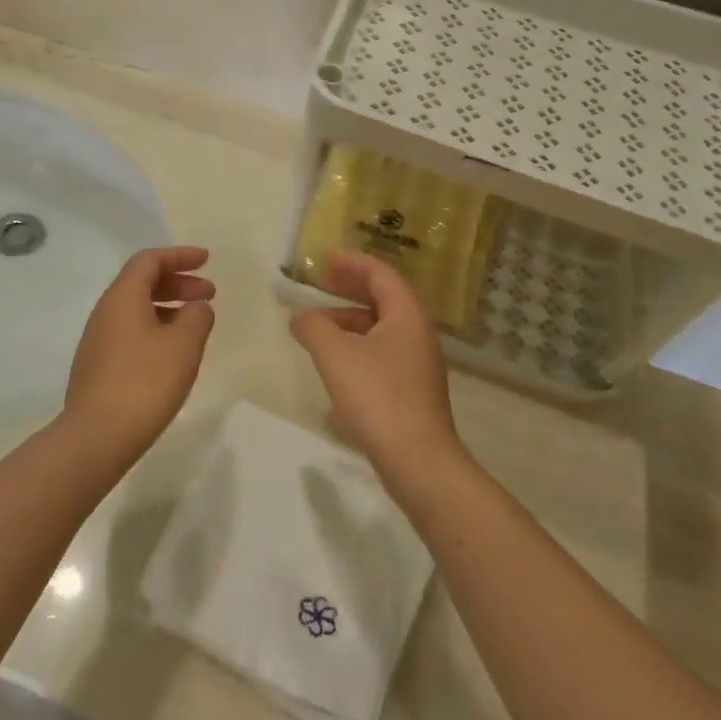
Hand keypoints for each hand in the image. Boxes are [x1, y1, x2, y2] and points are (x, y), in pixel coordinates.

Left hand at [62, 246, 215, 463]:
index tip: (206, 260)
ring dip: (168, 307)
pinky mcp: (98, 365)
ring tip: (196, 324)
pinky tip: (173, 352)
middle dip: (178, 283)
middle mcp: (105, 311)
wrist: (97, 436)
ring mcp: (98, 340)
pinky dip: (156, 328)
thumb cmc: (145, 382)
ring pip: (136, 309)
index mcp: (123, 297)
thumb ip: (197, 317)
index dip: (179, 256)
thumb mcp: (184, 345)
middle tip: (209, 294)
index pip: (150, 261)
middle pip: (142, 282)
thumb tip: (197, 307)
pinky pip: (130, 331)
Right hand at [290, 252, 462, 481]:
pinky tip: (334, 363)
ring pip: (380, 329)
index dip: (352, 263)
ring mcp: (417, 364)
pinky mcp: (411, 390)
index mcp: (407, 315)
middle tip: (321, 283)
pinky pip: (381, 353)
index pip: (380, 274)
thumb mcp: (335, 355)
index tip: (325, 258)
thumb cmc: (378, 397)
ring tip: (317, 327)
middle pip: (383, 299)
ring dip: (349, 321)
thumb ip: (314, 328)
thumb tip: (302, 317)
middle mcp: (418, 333)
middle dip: (350, 289)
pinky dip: (356, 346)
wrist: (418, 461)